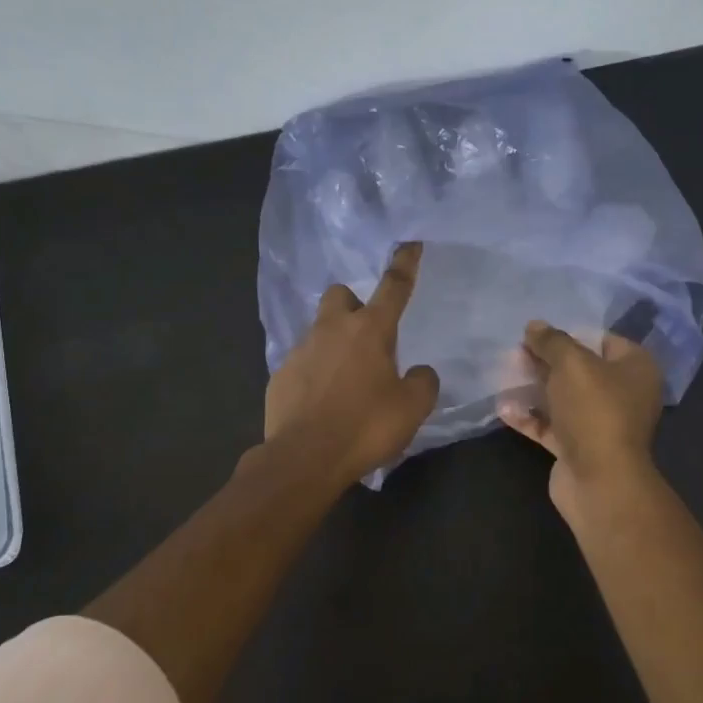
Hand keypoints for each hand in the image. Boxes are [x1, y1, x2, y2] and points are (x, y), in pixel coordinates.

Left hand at [264, 242, 439, 485]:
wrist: (304, 458)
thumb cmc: (366, 426)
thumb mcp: (412, 408)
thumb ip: (423, 382)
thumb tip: (419, 372)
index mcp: (370, 330)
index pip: (394, 286)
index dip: (405, 263)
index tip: (410, 244)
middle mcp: (332, 330)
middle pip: (339, 295)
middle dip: (353, 305)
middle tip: (367, 336)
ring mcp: (300, 351)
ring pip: (319, 331)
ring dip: (334, 344)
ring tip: (347, 382)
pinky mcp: (280, 376)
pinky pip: (302, 363)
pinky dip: (315, 375)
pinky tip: (323, 404)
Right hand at [498, 320, 662, 514]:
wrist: (599, 480)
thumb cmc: (594, 411)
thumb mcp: (572, 364)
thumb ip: (551, 341)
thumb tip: (534, 325)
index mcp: (635, 369)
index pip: (603, 340)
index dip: (571, 334)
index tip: (540, 333)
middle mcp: (622, 394)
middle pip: (579, 369)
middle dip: (546, 360)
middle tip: (515, 352)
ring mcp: (599, 423)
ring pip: (563, 398)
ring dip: (534, 388)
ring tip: (504, 374)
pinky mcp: (578, 447)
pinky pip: (551, 426)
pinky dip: (529, 417)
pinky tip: (503, 408)